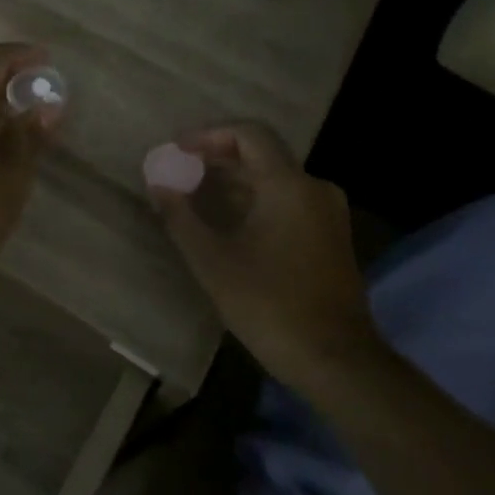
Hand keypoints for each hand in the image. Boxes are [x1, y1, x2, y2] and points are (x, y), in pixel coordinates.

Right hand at [146, 122, 378, 385]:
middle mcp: (314, 188)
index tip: (178, 150)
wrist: (336, 360)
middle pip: (262, 154)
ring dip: (235, 181)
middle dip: (218, 158)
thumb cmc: (270, 305)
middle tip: (181, 171)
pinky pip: (288, 200)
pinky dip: (255, 200)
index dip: (209, 135)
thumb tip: (157, 184)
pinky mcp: (330, 236)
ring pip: (275, 179)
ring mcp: (327, 213)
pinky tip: (228, 222)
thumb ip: (181, 217)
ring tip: (196, 195)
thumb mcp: (212, 261)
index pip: (249, 134)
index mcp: (289, 185)